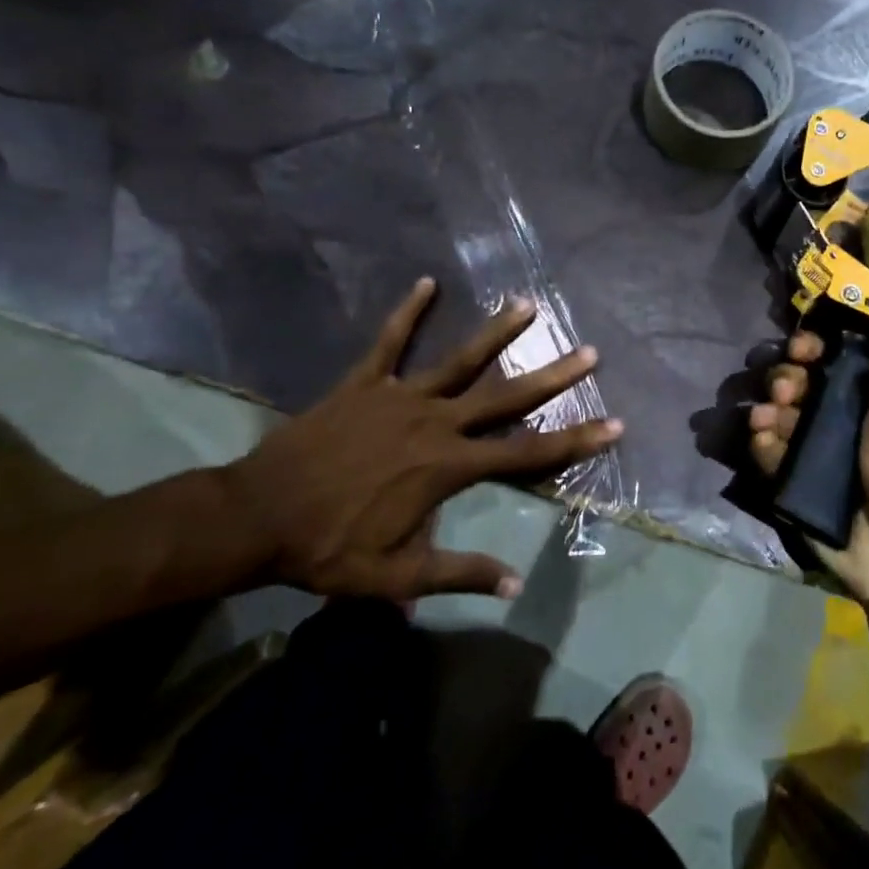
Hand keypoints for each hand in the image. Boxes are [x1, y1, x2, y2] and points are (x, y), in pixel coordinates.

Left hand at [223, 278, 621, 601]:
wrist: (255, 517)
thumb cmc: (328, 548)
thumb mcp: (396, 576)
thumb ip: (458, 574)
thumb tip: (513, 584)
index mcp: (447, 466)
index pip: (526, 452)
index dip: (573, 440)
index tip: (613, 424)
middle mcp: (435, 423)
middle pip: (505, 396)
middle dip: (552, 376)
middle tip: (589, 352)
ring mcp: (399, 397)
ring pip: (459, 360)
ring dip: (496, 333)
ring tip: (527, 305)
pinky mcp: (364, 384)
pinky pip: (389, 342)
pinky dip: (407, 312)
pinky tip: (426, 283)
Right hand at [748, 319, 868, 602]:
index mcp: (859, 400)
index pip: (825, 362)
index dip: (809, 350)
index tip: (802, 349)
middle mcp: (830, 420)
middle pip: (793, 384)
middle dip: (784, 380)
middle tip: (787, 391)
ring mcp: (806, 451)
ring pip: (774, 415)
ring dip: (767, 410)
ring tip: (769, 420)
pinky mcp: (788, 481)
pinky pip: (766, 453)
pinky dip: (762, 446)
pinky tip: (767, 447)